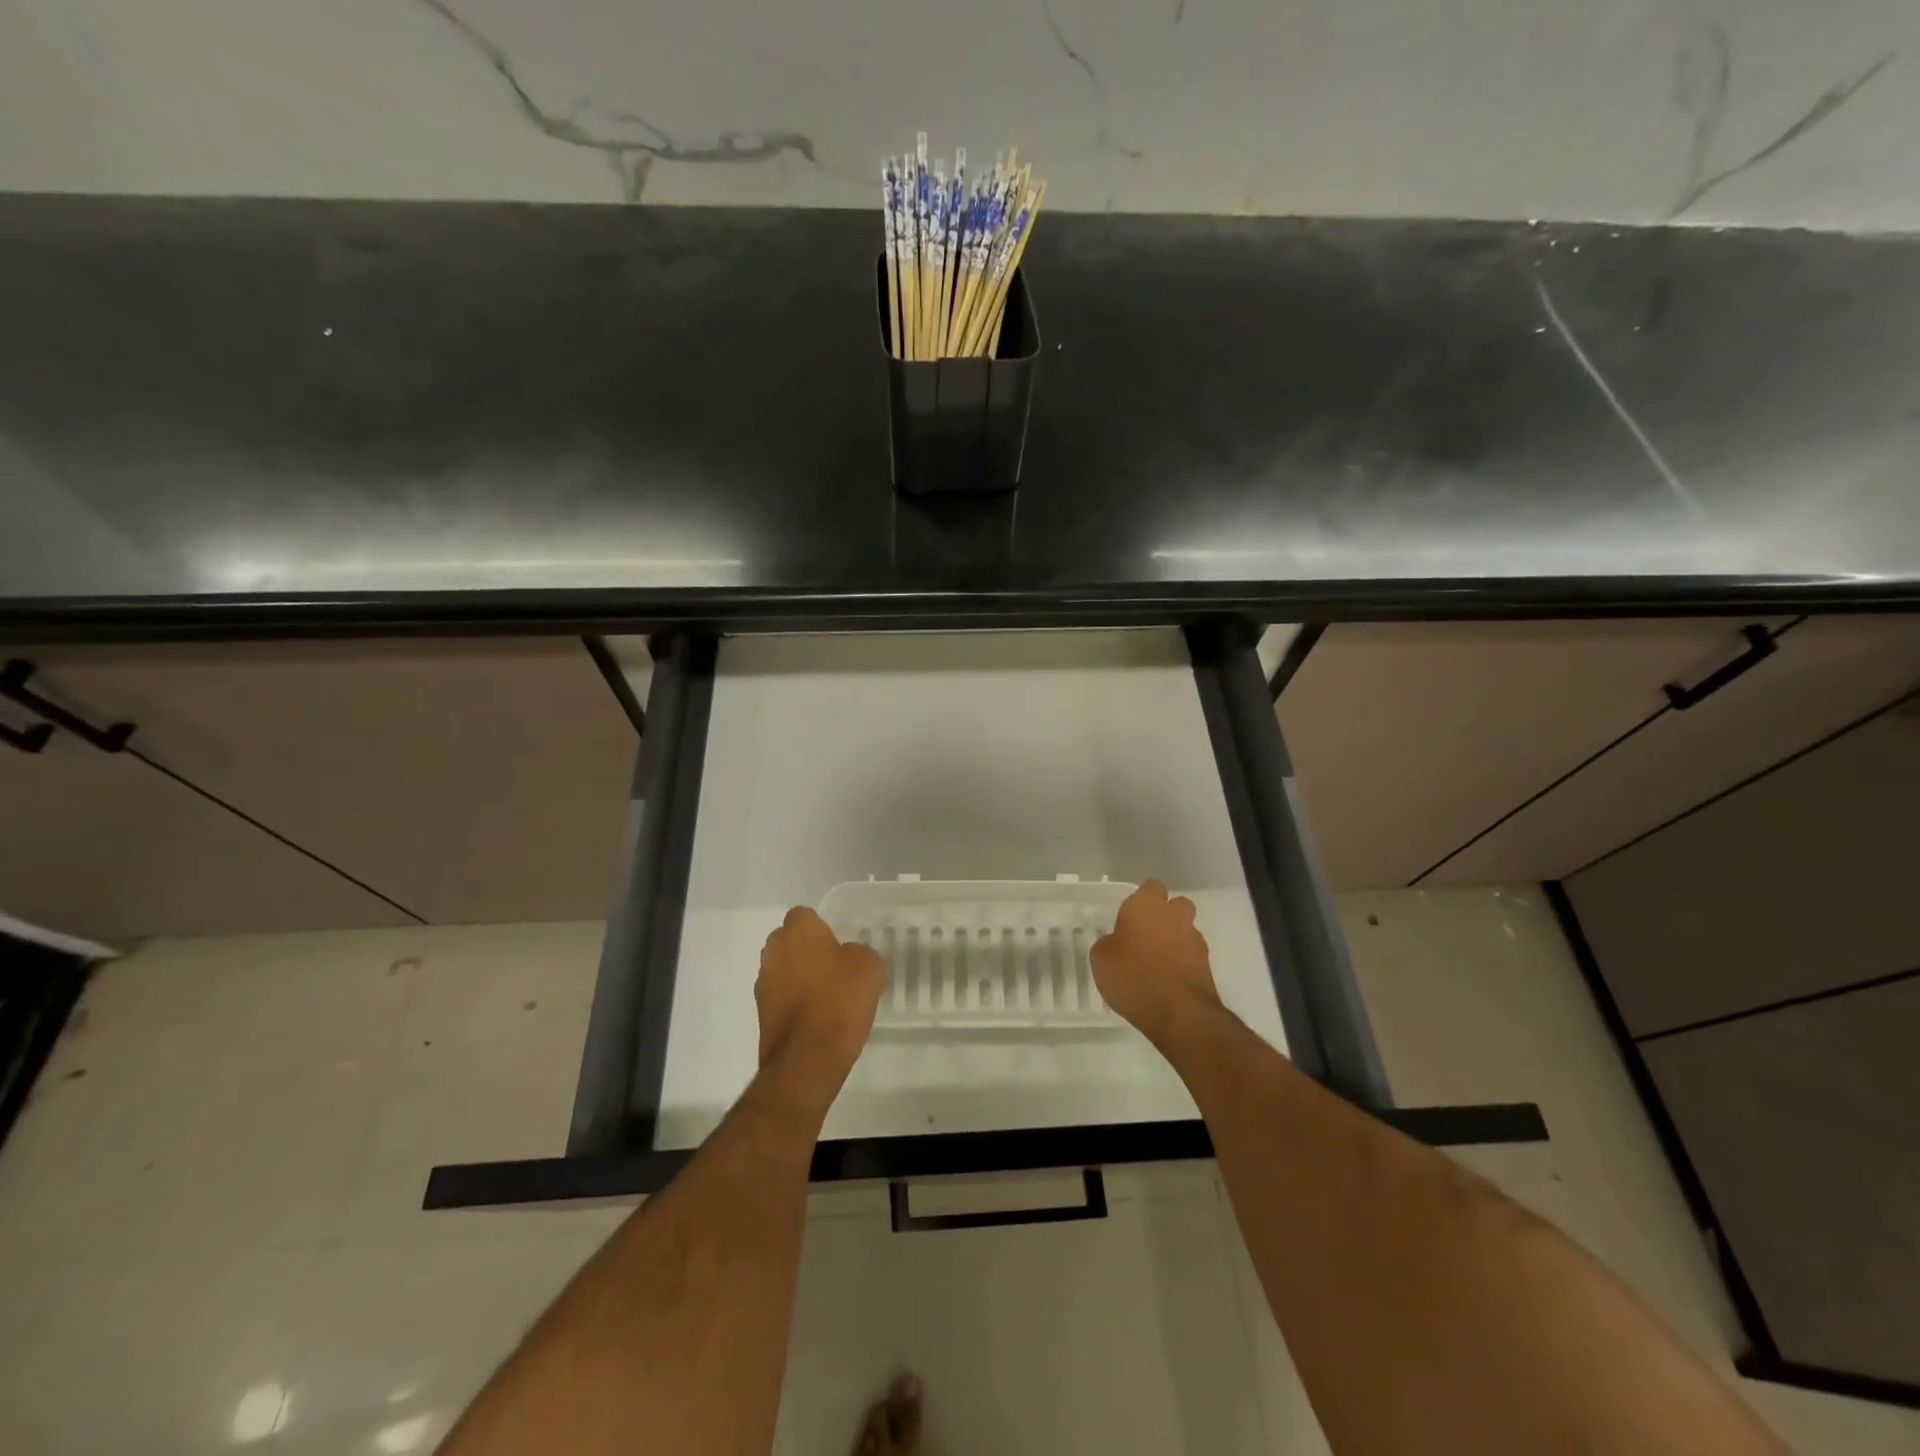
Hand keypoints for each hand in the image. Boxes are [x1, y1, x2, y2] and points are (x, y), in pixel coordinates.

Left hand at [756, 907, 884, 1095]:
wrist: (808, 1058)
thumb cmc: (840, 1000)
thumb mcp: (869, 966)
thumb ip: (858, 951)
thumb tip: (849, 956)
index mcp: (798, 931)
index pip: (804, 915)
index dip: (821, 927)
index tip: (838, 943)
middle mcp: (773, 951)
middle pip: (788, 941)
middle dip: (806, 950)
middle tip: (834, 967)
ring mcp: (763, 984)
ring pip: (782, 969)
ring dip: (798, 977)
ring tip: (827, 996)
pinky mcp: (761, 1014)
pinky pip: (780, 997)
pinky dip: (793, 1003)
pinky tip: (816, 1018)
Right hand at [1091, 880, 1225, 1047]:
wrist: (1179, 1014)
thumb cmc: (1133, 977)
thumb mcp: (1101, 959)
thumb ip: (1108, 943)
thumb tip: (1116, 943)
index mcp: (1146, 906)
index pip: (1150, 887)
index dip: (1141, 899)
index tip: (1129, 917)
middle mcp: (1174, 915)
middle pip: (1175, 904)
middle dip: (1165, 915)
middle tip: (1146, 935)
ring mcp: (1194, 939)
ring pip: (1185, 929)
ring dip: (1174, 940)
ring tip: (1157, 963)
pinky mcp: (1207, 964)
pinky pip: (1191, 955)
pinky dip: (1182, 962)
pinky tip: (1168, 980)